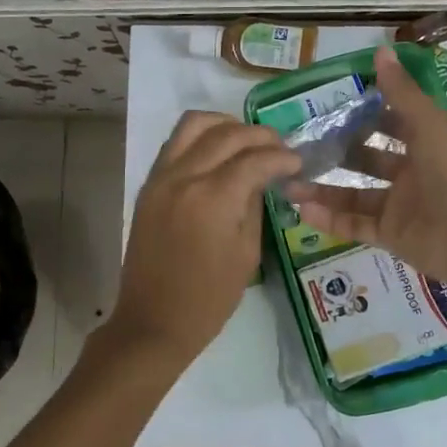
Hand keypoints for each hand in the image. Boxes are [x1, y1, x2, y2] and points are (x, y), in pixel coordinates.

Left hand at [103, 112, 300, 370]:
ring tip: (246, 141)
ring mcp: (161, 177)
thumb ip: (254, 205)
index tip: (297, 162)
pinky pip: (175, 143)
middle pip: (226, 134)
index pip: (255, 158)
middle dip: (259, 135)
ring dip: (225, 125)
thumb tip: (261, 178)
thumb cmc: (208, 298)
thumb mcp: (247, 254)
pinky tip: (218, 154)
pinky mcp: (148, 185)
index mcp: (214, 198)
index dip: (281, 156)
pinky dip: (200, 138)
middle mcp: (184, 177)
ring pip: (193, 125)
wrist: (153, 321)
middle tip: (279, 148)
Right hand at [287, 45, 446, 295]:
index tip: (329, 106)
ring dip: (324, 189)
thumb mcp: (428, 126)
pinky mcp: (391, 236)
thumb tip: (381, 50)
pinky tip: (302, 210)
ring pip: (354, 195)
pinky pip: (355, 225)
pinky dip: (330, 219)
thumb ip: (402, 92)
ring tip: (289, 182)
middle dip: (337, 153)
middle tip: (299, 146)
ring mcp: (400, 207)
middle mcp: (412, 174)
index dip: (365, 114)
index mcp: (426, 144)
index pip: (391, 124)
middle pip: (367, 160)